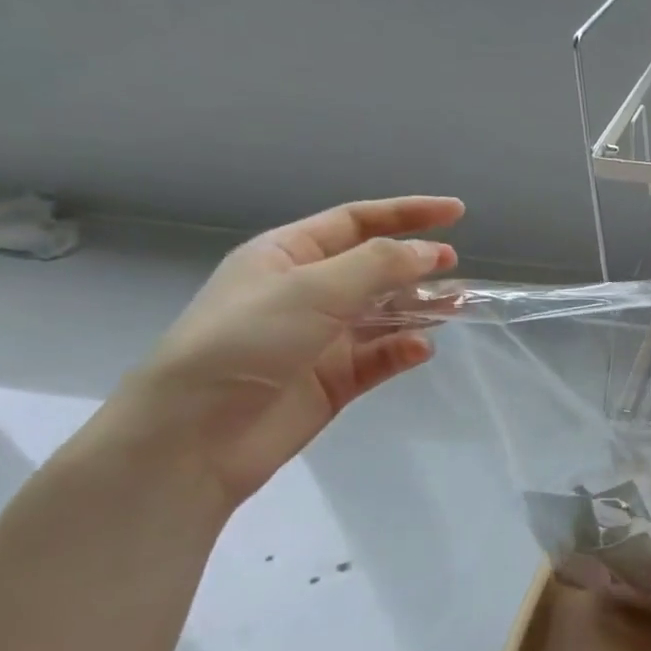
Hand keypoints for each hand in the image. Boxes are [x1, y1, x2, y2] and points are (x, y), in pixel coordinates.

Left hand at [118, 197, 463, 506]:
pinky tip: (419, 349)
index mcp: (287, 256)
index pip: (356, 222)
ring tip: (456, 306)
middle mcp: (306, 293)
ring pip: (386, 313)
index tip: (457, 212)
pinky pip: (382, 357)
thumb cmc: (244, 343)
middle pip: (375, 268)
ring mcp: (322, 338)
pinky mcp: (335, 380)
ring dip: (420, 307)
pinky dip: (404, 350)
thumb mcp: (312, 289)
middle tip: (454, 266)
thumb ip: (379, 265)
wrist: (194, 437)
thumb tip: (432, 252)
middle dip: (416, 264)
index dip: (407, 213)